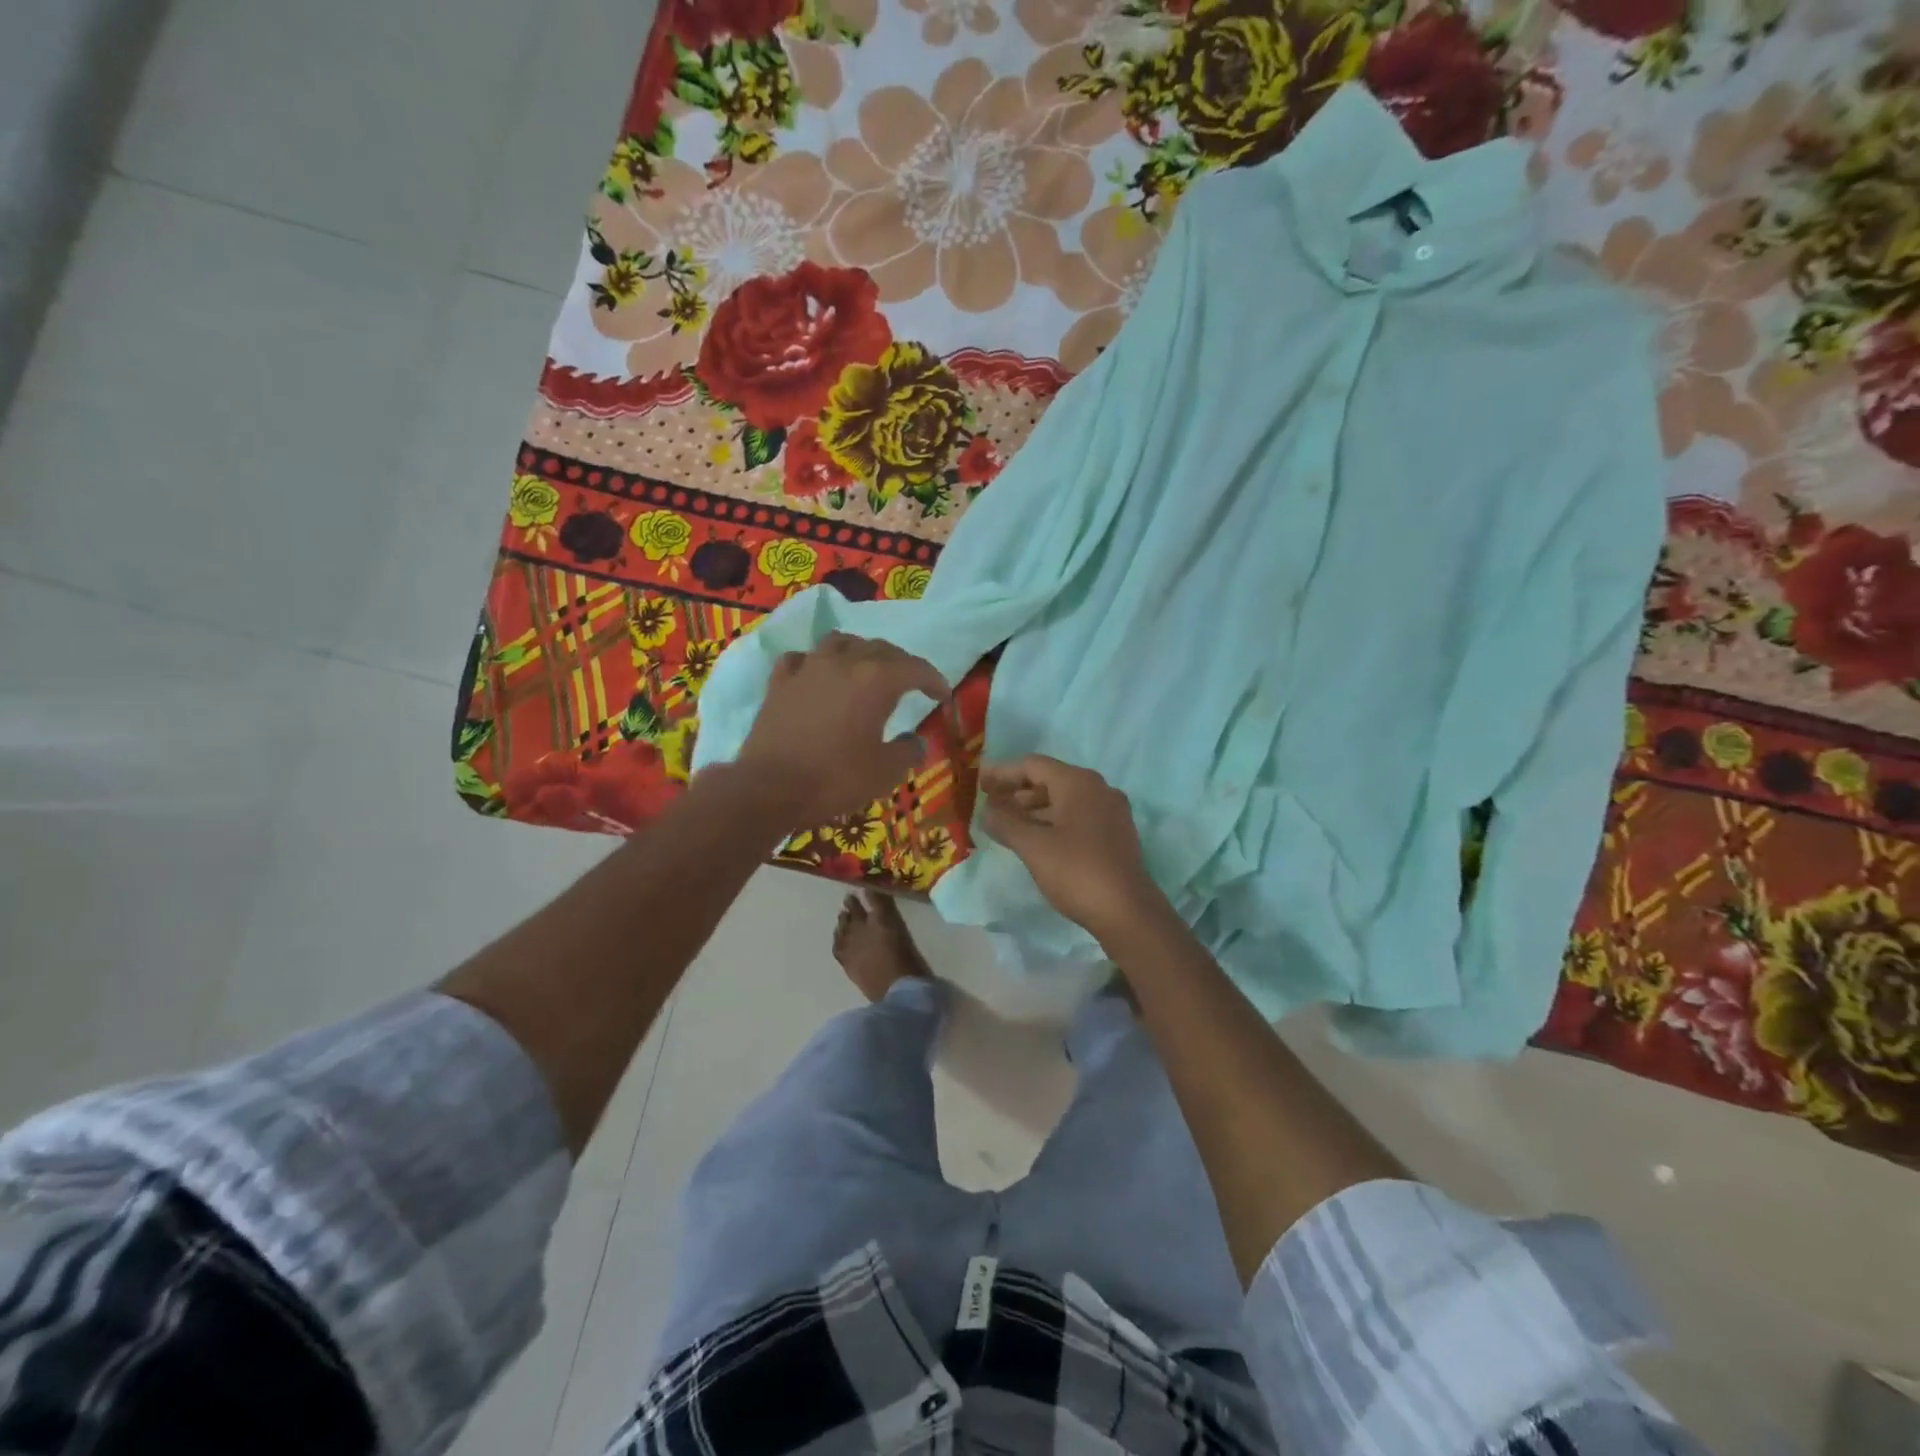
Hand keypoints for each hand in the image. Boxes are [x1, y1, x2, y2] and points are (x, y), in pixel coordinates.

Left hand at [736, 632, 948, 826]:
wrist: (769, 788)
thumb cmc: (834, 779)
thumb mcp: (885, 773)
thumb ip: (908, 752)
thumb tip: (916, 741)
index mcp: (876, 680)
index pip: (915, 668)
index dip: (934, 680)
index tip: (943, 695)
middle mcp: (843, 663)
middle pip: (880, 648)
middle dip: (901, 663)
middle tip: (911, 682)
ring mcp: (807, 669)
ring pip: (839, 642)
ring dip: (859, 651)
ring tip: (865, 668)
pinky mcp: (779, 683)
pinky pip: (801, 659)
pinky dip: (815, 663)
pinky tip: (816, 675)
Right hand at [978, 754, 1164, 939]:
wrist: (1128, 912)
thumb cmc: (1076, 872)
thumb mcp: (1033, 847)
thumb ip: (1005, 823)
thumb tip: (987, 811)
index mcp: (1078, 782)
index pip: (1033, 765)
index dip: (1003, 773)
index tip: (979, 784)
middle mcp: (1098, 788)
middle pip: (1050, 779)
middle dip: (1018, 791)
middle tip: (990, 805)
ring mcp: (1111, 811)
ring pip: (1065, 800)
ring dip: (1034, 808)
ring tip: (1008, 824)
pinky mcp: (1116, 834)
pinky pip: (1078, 816)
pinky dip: (1054, 821)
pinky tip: (1037, 839)